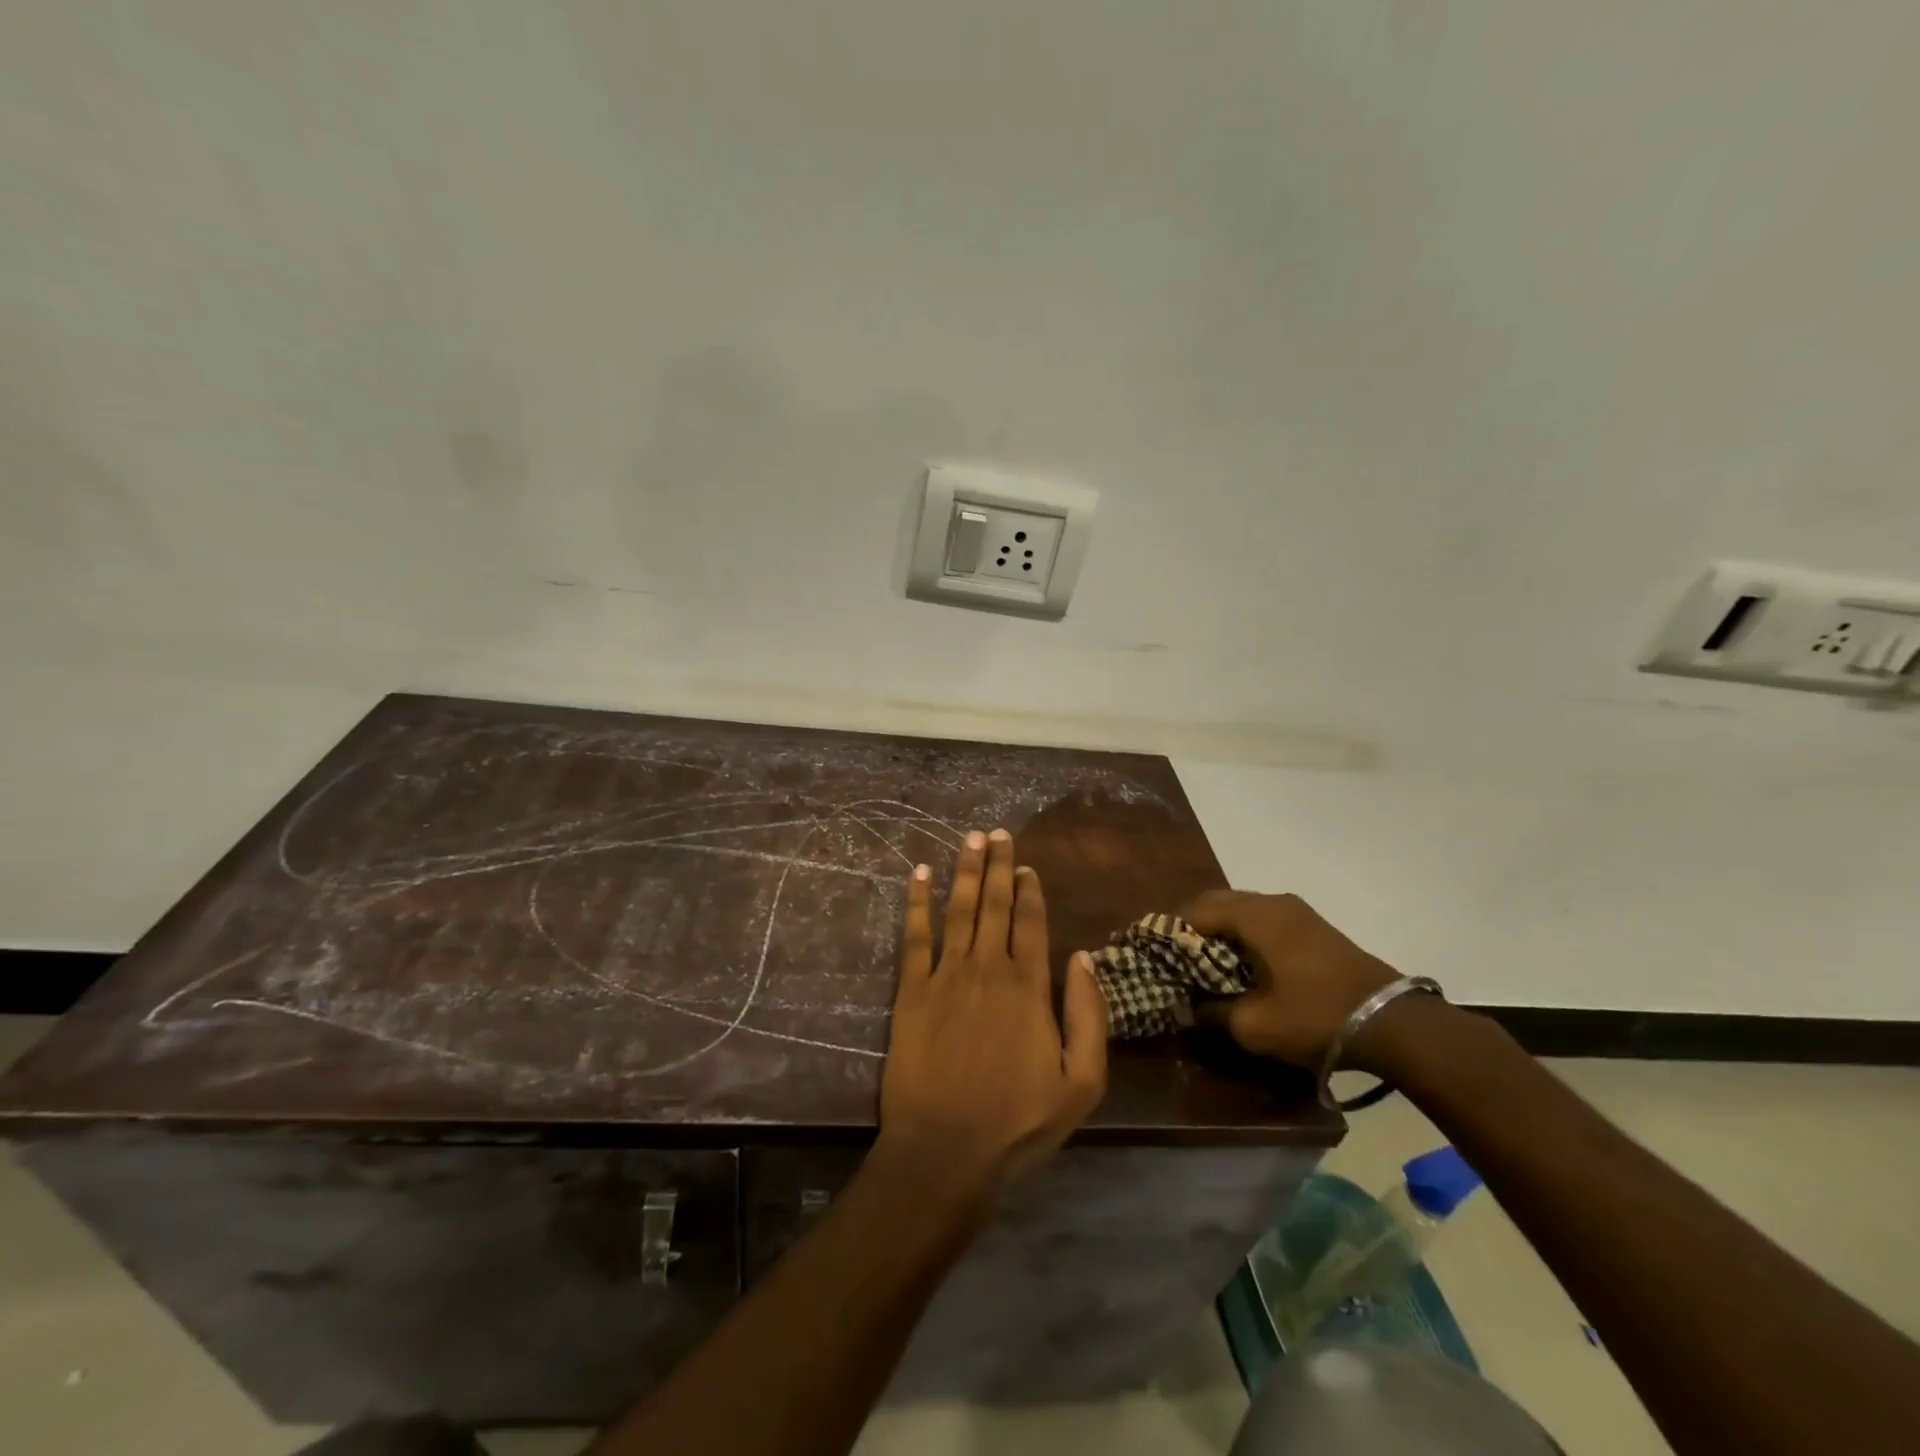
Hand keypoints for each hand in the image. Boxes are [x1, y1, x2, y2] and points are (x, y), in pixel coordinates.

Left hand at [879, 828, 1107, 1196]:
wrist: (946, 1150)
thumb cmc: (1018, 1122)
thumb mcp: (1081, 1083)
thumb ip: (1088, 1015)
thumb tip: (1083, 957)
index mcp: (1029, 987)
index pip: (1031, 923)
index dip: (1029, 890)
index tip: (1025, 864)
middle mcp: (988, 969)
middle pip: (994, 904)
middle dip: (997, 866)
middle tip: (997, 832)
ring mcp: (946, 976)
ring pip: (958, 910)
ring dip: (964, 871)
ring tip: (970, 839)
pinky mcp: (911, 991)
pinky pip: (915, 936)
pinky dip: (917, 902)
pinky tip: (920, 874)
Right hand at [1179, 890, 1400, 1068]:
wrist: (1392, 1023)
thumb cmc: (1314, 1016)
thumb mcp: (1254, 1025)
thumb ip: (1211, 1012)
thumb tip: (1184, 1006)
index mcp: (1253, 916)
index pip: (1195, 911)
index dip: (1169, 930)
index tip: (1152, 951)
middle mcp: (1272, 902)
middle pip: (1217, 902)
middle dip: (1192, 925)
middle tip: (1174, 955)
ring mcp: (1296, 911)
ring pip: (1241, 908)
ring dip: (1219, 928)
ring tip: (1204, 959)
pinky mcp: (1313, 926)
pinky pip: (1263, 918)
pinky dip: (1243, 932)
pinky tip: (1242, 961)